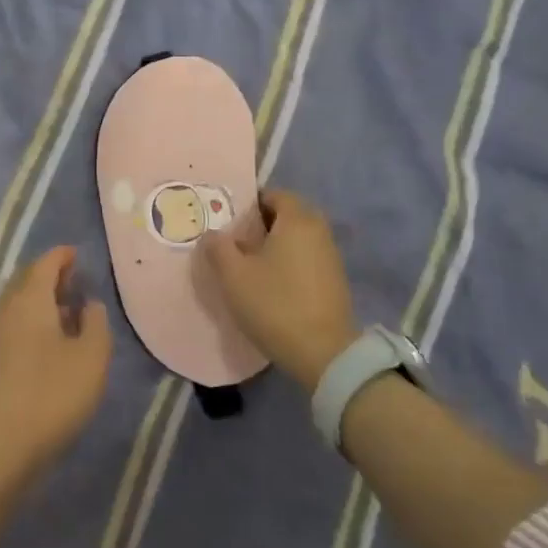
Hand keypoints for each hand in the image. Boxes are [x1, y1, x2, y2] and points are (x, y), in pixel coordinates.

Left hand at [0, 247, 111, 490]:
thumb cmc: (50, 396)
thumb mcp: (91, 358)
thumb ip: (95, 323)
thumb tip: (88, 303)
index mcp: (29, 299)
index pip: (45, 263)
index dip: (63, 256)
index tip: (79, 255)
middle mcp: (4, 310)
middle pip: (25, 281)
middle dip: (49, 276)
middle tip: (75, 283)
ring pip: (16, 306)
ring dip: (39, 303)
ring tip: (66, 315)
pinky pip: (10, 328)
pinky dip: (29, 324)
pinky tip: (46, 347)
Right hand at [202, 189, 356, 387]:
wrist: (323, 353)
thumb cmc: (274, 304)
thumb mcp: (234, 276)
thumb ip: (218, 248)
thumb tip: (212, 233)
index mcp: (297, 220)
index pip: (275, 195)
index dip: (251, 203)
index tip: (231, 221)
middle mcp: (319, 231)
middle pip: (289, 215)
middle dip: (263, 224)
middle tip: (238, 242)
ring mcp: (331, 256)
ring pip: (299, 238)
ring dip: (278, 245)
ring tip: (252, 265)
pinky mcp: (335, 281)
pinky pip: (308, 258)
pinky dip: (291, 262)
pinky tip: (274, 284)